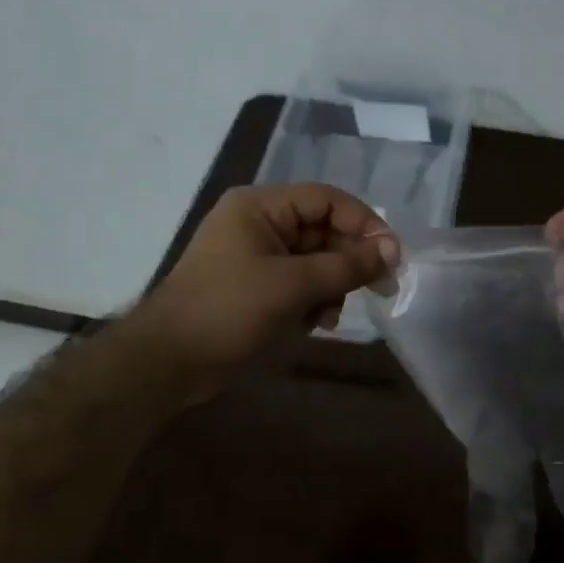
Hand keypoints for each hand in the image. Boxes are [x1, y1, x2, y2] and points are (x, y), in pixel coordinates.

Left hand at [135, 183, 396, 399]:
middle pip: (323, 230)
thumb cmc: (229, 311)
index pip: (326, 199)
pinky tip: (316, 323)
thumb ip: (346, 265)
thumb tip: (393, 250)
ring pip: (315, 260)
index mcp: (260, 207)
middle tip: (379, 288)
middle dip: (348, 260)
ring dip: (332, 286)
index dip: (363, 223)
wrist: (170, 362)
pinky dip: (314, 301)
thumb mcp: (293, 285)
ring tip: (331, 315)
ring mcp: (257, 257)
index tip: (391, 254)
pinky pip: (300, 283)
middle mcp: (260, 224)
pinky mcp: (257, 287)